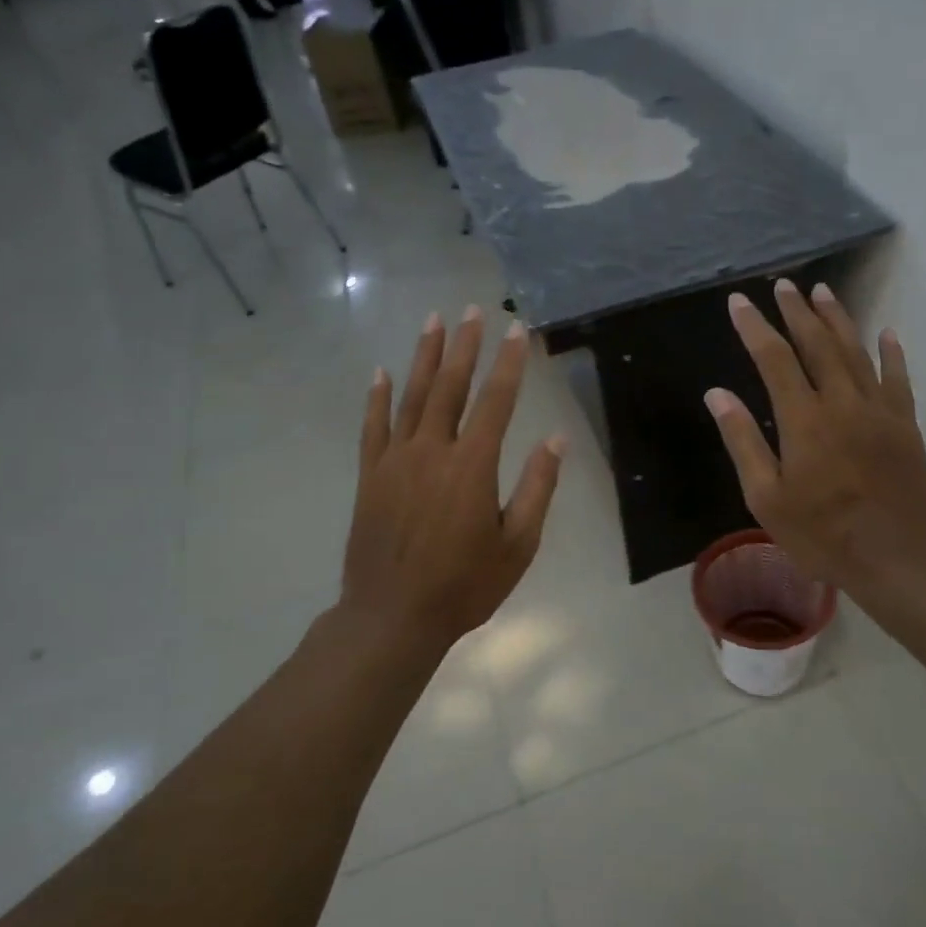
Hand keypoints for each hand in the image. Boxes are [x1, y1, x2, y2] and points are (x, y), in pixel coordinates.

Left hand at [342, 307, 564, 651]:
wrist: (392, 616)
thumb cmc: (464, 585)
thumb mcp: (518, 545)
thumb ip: (537, 488)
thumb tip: (555, 440)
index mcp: (472, 466)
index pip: (496, 401)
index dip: (509, 363)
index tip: (517, 330)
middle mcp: (432, 451)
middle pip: (450, 386)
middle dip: (464, 345)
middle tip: (472, 310)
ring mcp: (395, 460)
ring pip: (412, 396)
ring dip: (424, 356)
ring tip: (433, 321)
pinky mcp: (371, 476)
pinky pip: (373, 426)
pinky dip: (378, 397)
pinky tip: (381, 372)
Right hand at [704, 280, 925, 595]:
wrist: (897, 558)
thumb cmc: (822, 534)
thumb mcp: (766, 498)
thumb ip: (743, 441)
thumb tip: (718, 394)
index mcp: (803, 420)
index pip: (773, 359)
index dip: (754, 327)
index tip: (739, 302)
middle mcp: (842, 403)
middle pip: (817, 344)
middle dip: (797, 312)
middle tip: (784, 285)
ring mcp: (879, 411)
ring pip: (856, 352)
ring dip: (837, 319)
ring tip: (822, 291)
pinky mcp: (905, 425)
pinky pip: (897, 378)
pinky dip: (891, 353)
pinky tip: (886, 333)